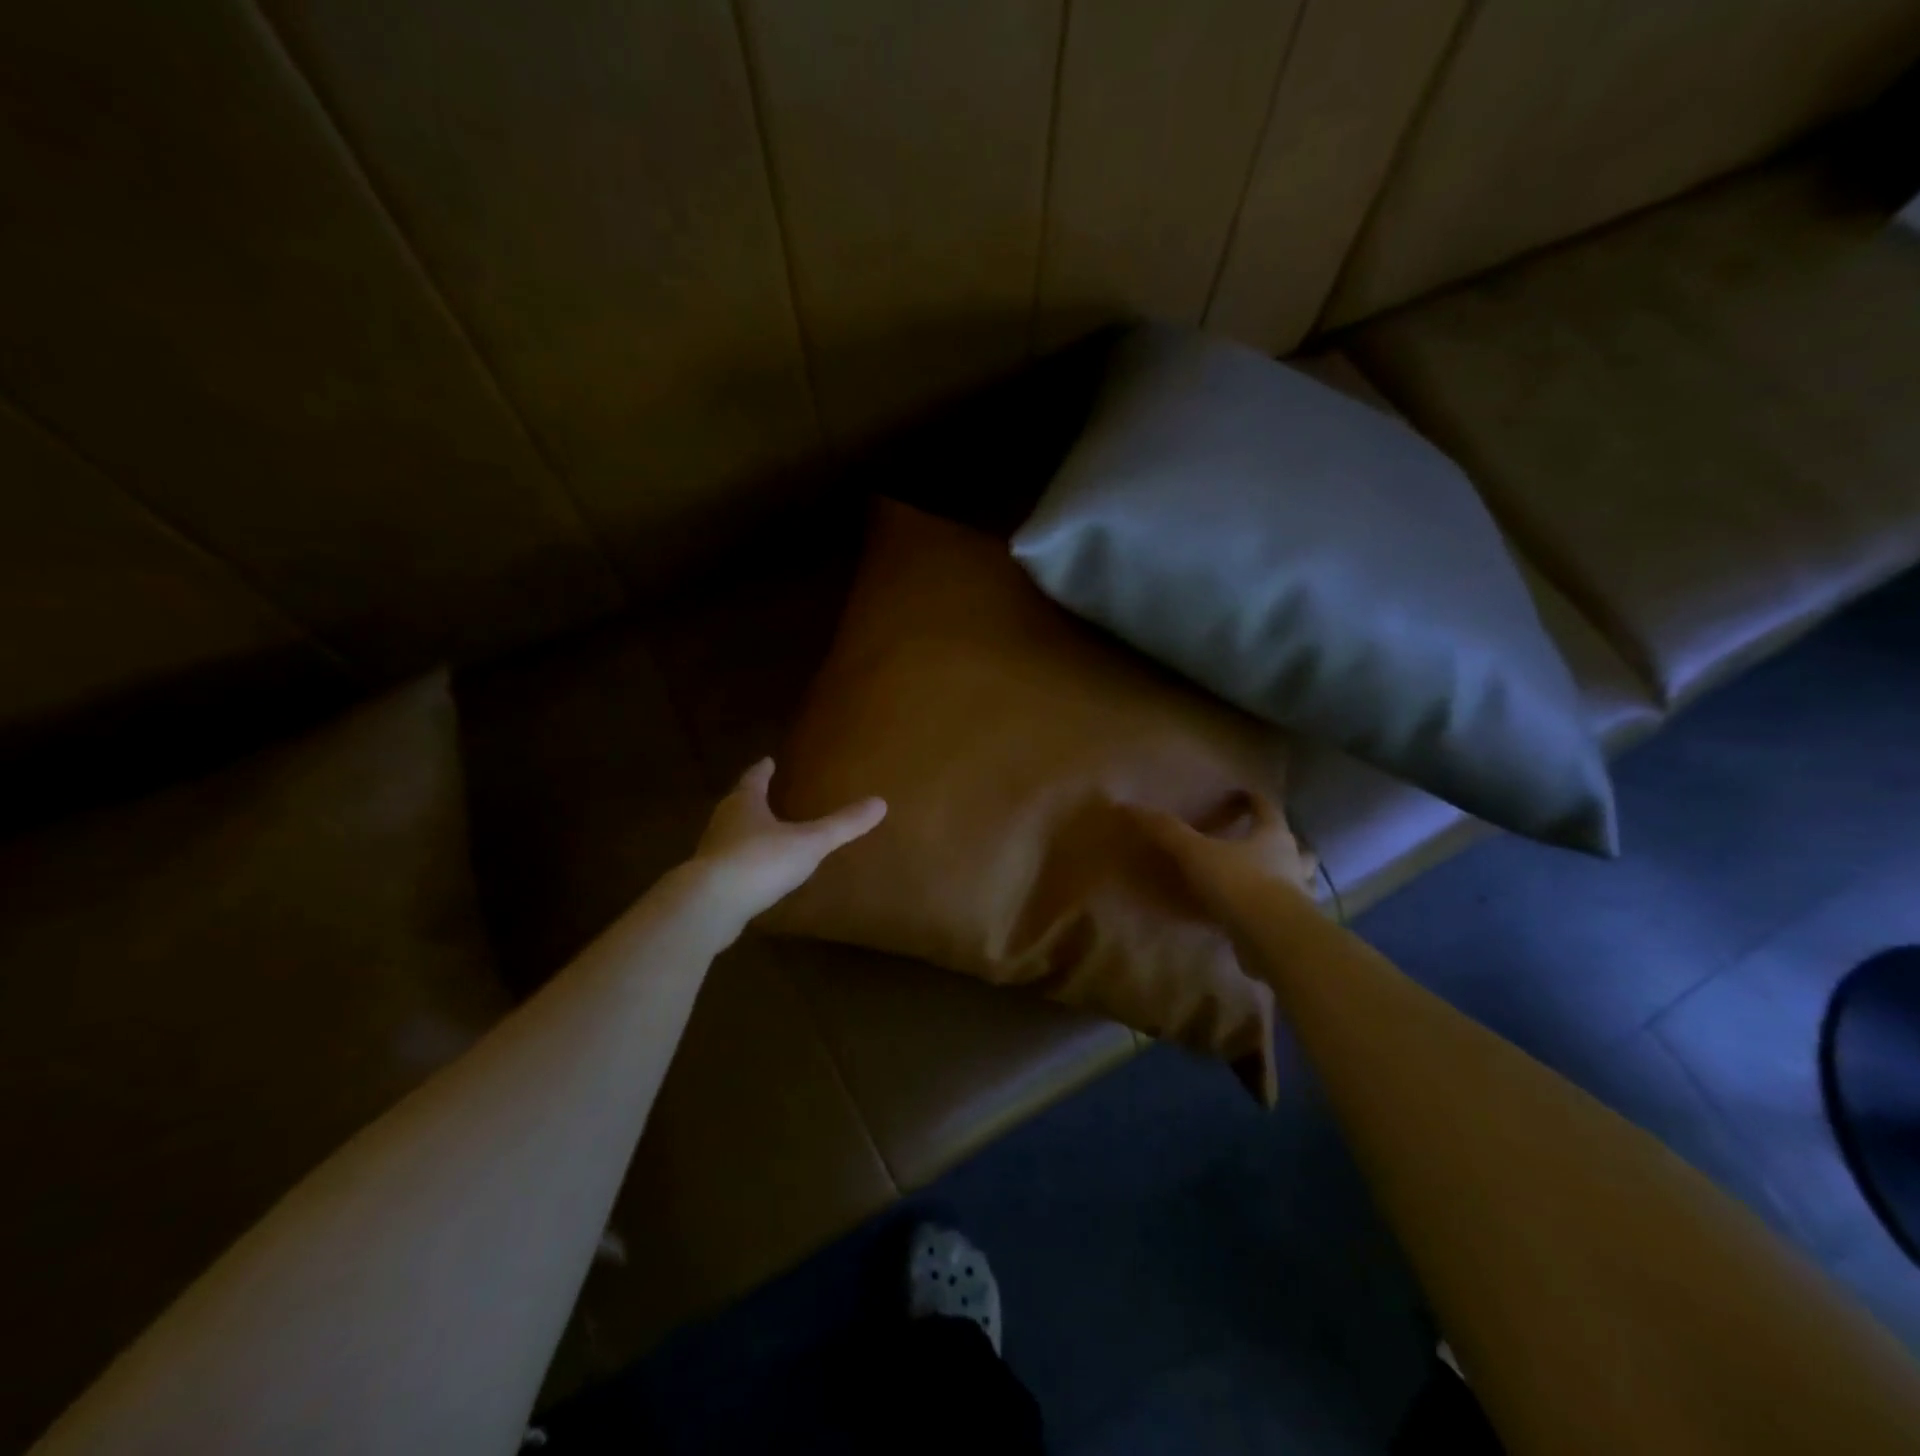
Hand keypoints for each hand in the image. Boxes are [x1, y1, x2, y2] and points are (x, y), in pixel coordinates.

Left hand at [689, 759, 885, 921]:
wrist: (710, 905)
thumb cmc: (760, 861)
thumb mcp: (809, 842)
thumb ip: (842, 825)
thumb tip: (881, 803)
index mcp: (745, 803)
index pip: (754, 779)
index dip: (763, 770)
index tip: (768, 760)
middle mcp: (723, 821)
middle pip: (738, 803)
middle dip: (751, 798)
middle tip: (765, 793)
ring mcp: (711, 853)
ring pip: (729, 834)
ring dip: (744, 831)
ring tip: (762, 833)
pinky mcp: (707, 882)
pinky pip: (728, 865)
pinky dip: (741, 862)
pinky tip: (754, 874)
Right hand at [1129, 792, 1318, 922]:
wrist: (1274, 938)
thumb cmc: (1239, 883)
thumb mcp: (1196, 853)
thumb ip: (1167, 831)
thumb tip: (1130, 806)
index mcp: (1273, 835)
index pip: (1267, 807)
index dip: (1251, 799)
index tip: (1237, 795)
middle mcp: (1293, 860)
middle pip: (1293, 844)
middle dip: (1277, 841)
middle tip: (1256, 840)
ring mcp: (1298, 895)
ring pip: (1296, 879)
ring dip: (1282, 876)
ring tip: (1260, 878)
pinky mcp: (1292, 925)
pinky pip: (1282, 911)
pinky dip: (1270, 910)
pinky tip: (1252, 915)